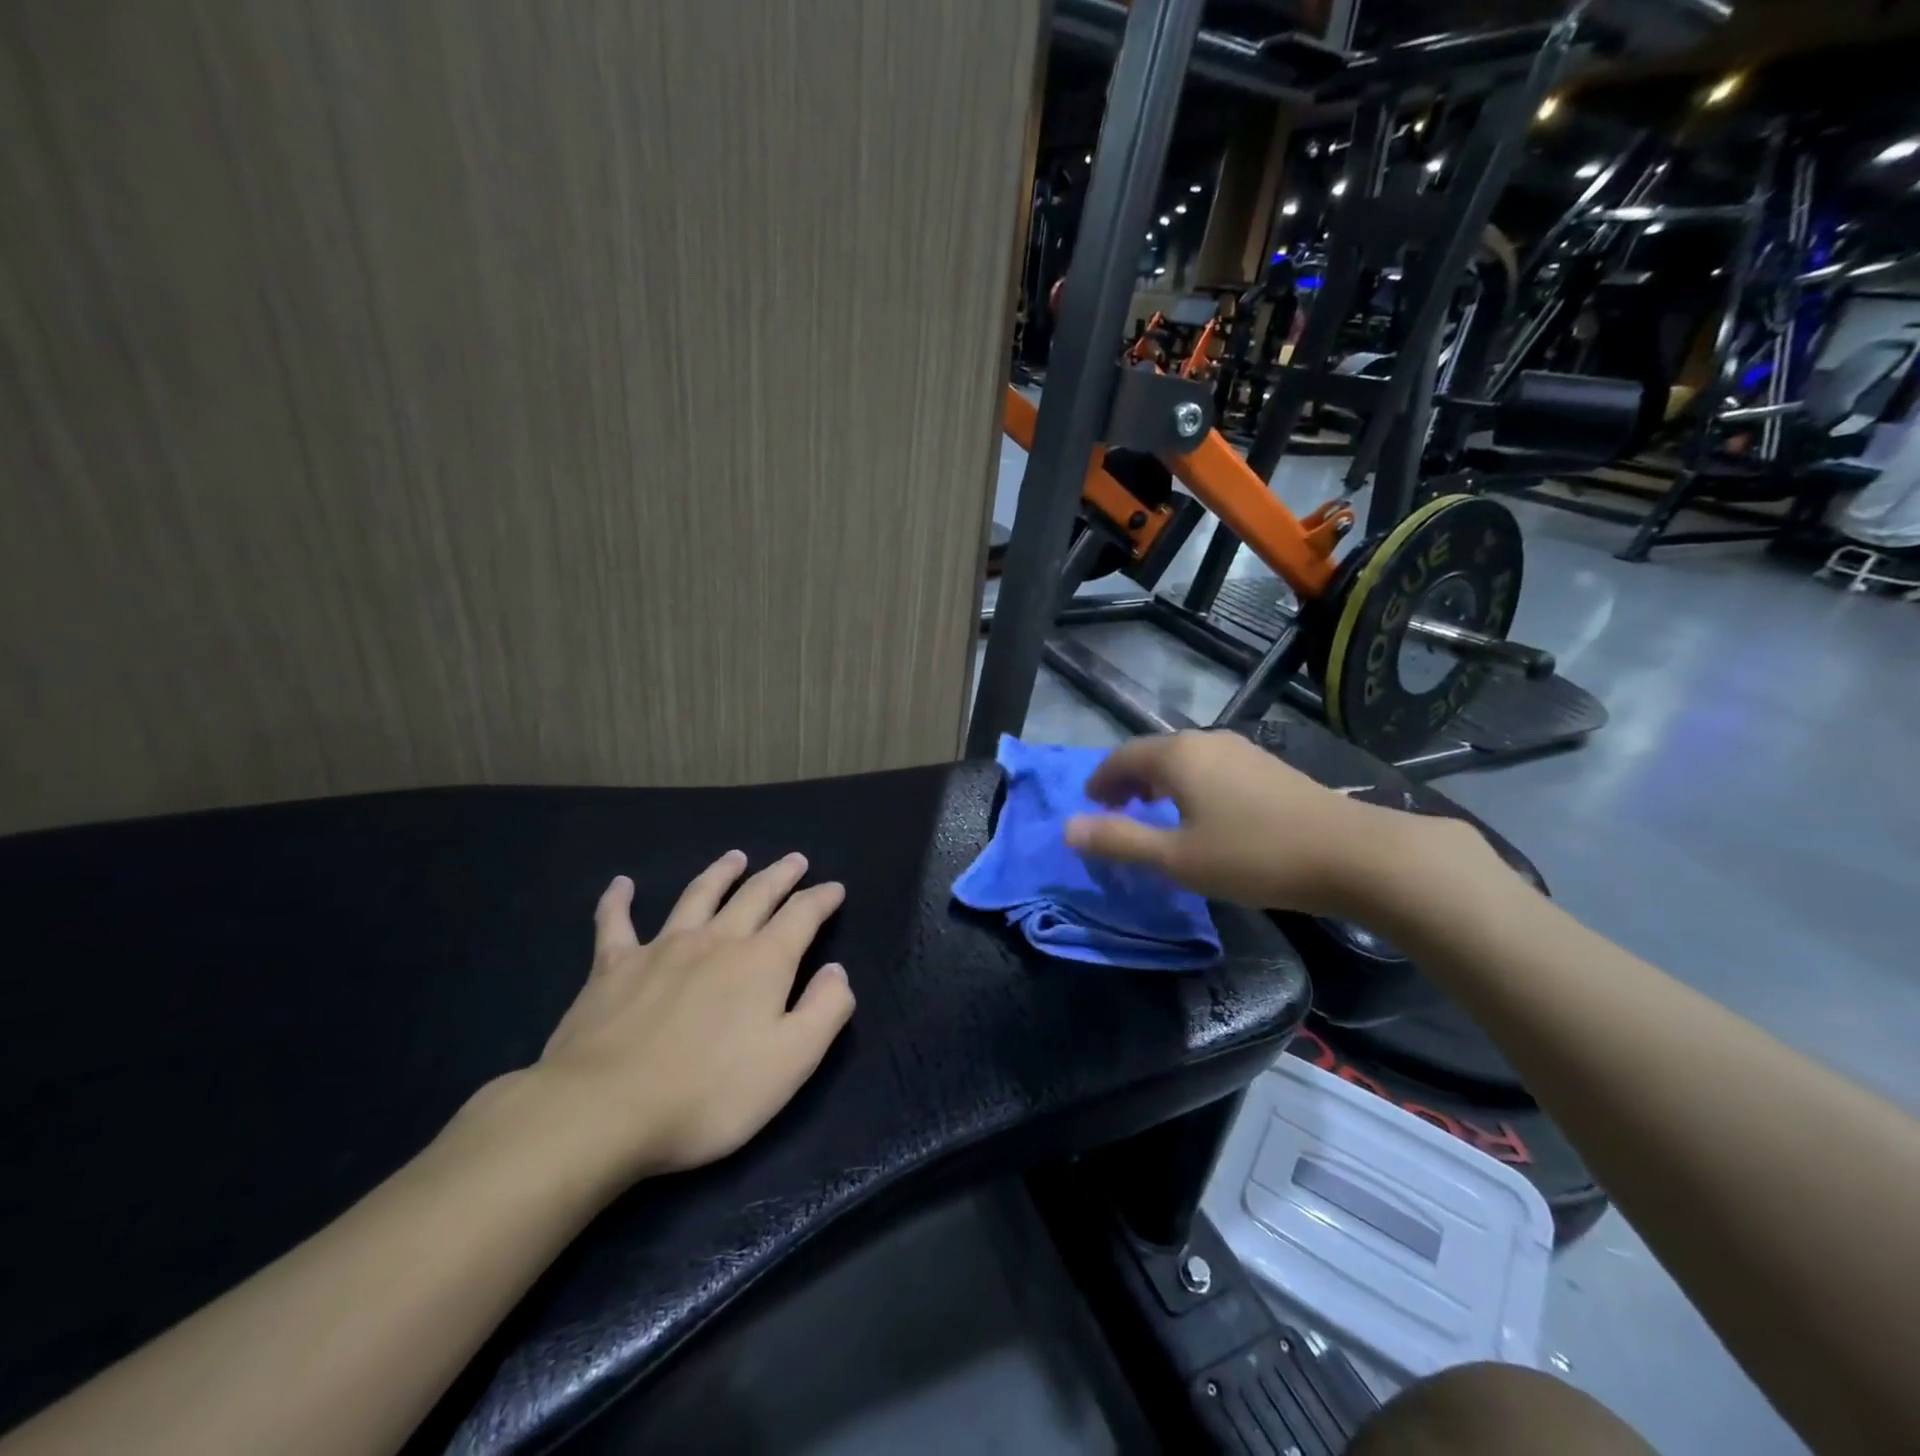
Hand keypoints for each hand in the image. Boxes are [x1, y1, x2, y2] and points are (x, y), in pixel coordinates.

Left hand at [515, 851, 854, 1187]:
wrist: (604, 1110)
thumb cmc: (709, 1093)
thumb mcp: (791, 1061)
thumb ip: (825, 1010)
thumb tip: (836, 971)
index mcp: (762, 962)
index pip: (802, 915)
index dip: (822, 899)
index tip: (835, 888)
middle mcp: (716, 941)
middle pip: (755, 895)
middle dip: (780, 876)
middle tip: (795, 860)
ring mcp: (661, 948)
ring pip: (698, 896)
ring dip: (720, 873)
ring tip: (735, 858)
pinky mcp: (612, 967)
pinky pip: (615, 923)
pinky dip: (618, 901)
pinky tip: (622, 884)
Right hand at [1063, 731, 1471, 918]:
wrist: (1351, 853)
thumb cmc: (1253, 856)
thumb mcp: (1176, 859)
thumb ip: (1118, 842)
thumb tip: (1067, 829)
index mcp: (1177, 756)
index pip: (1122, 758)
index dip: (1100, 780)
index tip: (1089, 805)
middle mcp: (1206, 741)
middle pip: (1152, 753)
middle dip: (1127, 779)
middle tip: (1115, 810)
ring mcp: (1241, 750)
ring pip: (1183, 758)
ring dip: (1158, 781)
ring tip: (1151, 810)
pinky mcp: (1267, 766)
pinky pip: (1209, 766)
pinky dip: (1188, 783)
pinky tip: (1200, 811)